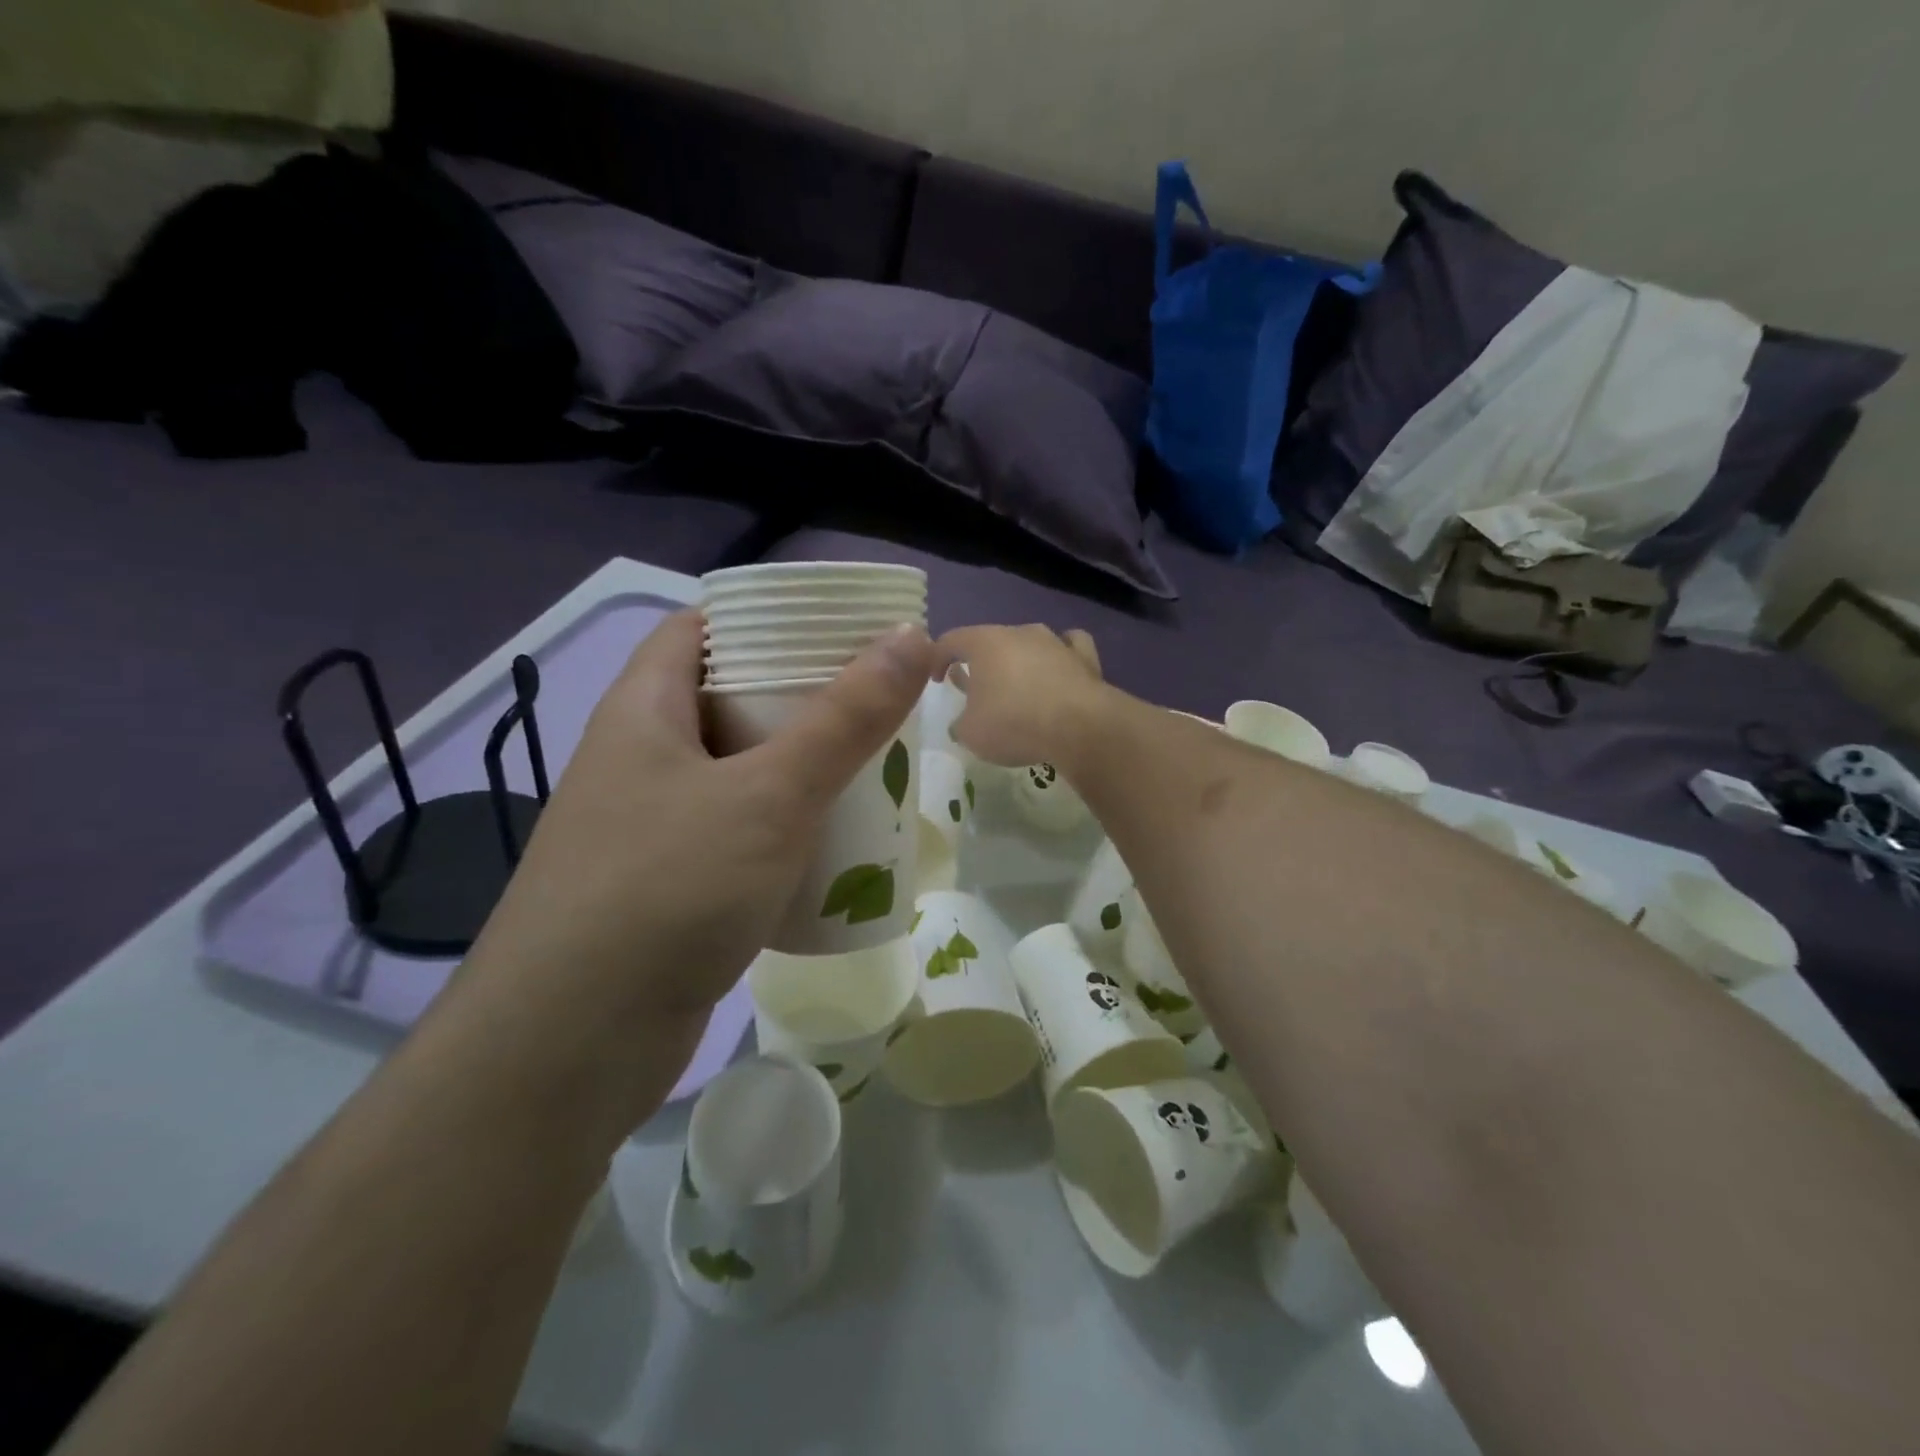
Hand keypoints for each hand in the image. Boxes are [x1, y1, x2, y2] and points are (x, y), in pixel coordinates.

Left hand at [457, 611, 932, 1100]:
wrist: (570, 1047)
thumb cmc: (666, 889)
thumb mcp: (770, 794)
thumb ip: (845, 717)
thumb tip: (912, 635)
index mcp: (644, 711)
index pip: (700, 628)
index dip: (765, 616)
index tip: (836, 625)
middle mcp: (640, 759)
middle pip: (727, 700)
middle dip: (800, 696)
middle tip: (874, 697)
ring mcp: (652, 826)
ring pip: (738, 772)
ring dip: (799, 767)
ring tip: (871, 763)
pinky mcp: (670, 885)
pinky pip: (738, 833)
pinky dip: (785, 828)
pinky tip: (835, 843)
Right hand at [934, 624, 1107, 766]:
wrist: (1079, 727)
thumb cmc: (1013, 724)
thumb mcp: (971, 734)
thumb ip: (961, 724)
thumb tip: (963, 723)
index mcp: (984, 643)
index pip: (950, 640)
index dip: (937, 658)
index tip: (936, 679)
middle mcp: (1019, 632)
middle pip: (991, 641)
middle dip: (980, 663)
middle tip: (976, 687)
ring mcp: (1055, 641)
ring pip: (1029, 643)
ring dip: (1019, 661)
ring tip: (1017, 684)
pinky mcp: (1085, 657)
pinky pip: (1069, 647)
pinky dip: (1061, 657)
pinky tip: (1060, 670)